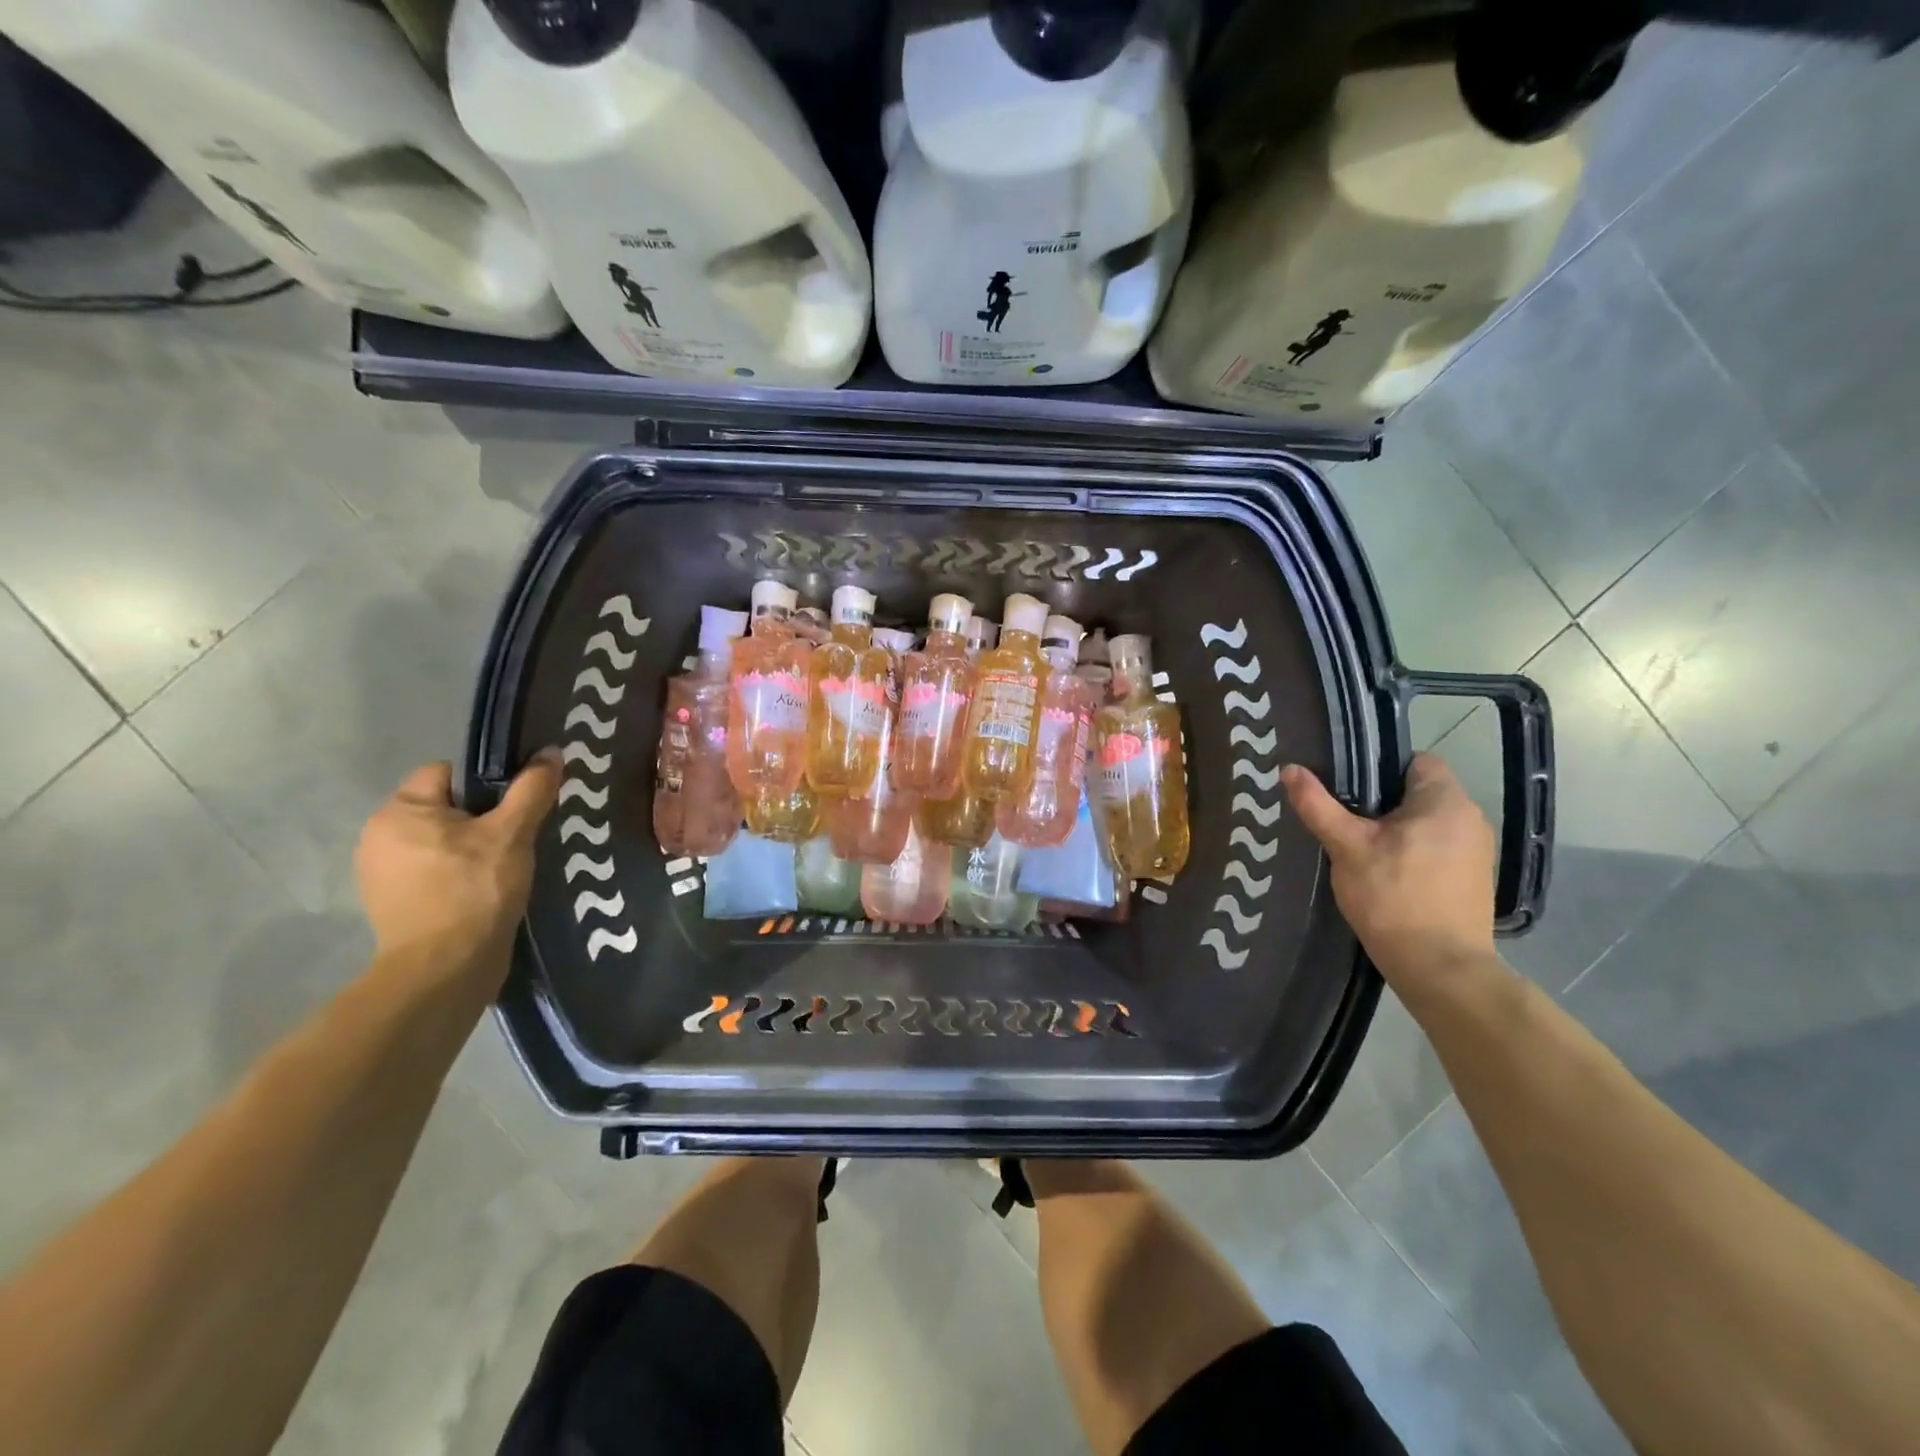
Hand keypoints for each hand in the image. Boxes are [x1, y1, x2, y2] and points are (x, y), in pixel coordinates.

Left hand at [353, 754, 561, 987]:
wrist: (445, 969)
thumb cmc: (475, 891)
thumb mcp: (512, 834)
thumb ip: (531, 789)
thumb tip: (550, 751)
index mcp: (400, 811)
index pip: (448, 773)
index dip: (488, 783)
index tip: (517, 808)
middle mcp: (379, 836)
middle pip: (446, 806)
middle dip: (483, 817)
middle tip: (518, 837)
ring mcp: (382, 872)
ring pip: (441, 840)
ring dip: (472, 847)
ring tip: (506, 866)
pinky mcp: (394, 902)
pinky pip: (434, 869)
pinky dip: (459, 873)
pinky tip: (486, 889)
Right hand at [1281, 753, 1497, 996]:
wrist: (1440, 968)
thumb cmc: (1393, 897)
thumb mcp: (1347, 847)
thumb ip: (1318, 805)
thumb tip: (1289, 768)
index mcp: (1445, 801)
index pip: (1416, 760)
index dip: (1379, 767)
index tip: (1347, 790)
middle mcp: (1471, 818)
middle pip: (1420, 792)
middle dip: (1382, 802)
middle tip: (1344, 820)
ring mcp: (1478, 852)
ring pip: (1428, 823)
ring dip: (1398, 830)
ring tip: (1361, 849)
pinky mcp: (1475, 880)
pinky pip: (1439, 849)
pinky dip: (1414, 853)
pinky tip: (1387, 875)